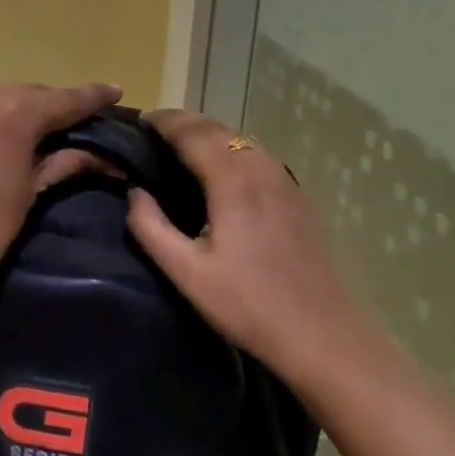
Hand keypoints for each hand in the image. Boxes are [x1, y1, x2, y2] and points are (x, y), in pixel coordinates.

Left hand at [0, 78, 123, 293]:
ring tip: (27, 123)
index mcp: (18, 111)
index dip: (93, 97)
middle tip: (72, 123)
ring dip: (13, 105)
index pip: (67, 100)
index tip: (115, 91)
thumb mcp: (33, 190)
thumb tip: (104, 156)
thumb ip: (66, 160)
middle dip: (53, 106)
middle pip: (31, 93)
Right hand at [126, 109, 369, 386]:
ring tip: (181, 147)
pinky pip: (258, 155)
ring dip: (209, 134)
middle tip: (153, 132)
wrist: (320, 334)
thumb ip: (151, 226)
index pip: (192, 132)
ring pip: (241, 139)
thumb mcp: (185, 272)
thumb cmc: (247, 304)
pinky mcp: (298, 196)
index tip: (138, 121)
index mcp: (232, 180)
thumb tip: (133, 191)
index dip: (164, 121)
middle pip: (218, 129)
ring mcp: (285, 180)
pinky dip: (231, 149)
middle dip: (184, 122)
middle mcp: (261, 168)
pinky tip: (221, 171)